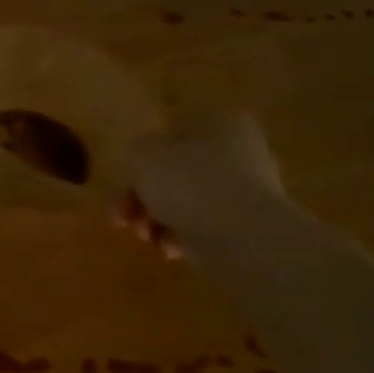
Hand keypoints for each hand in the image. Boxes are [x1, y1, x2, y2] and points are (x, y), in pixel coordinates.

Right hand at [114, 112, 283, 257]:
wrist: (242, 236)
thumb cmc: (189, 181)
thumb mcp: (143, 154)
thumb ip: (137, 152)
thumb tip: (146, 162)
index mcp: (221, 123)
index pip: (172, 136)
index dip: (142, 160)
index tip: (125, 183)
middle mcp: (241, 151)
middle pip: (176, 173)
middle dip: (144, 198)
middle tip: (123, 217)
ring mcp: (249, 191)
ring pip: (187, 202)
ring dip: (157, 219)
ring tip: (146, 236)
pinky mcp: (250, 226)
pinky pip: (205, 227)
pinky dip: (182, 237)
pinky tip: (171, 249)